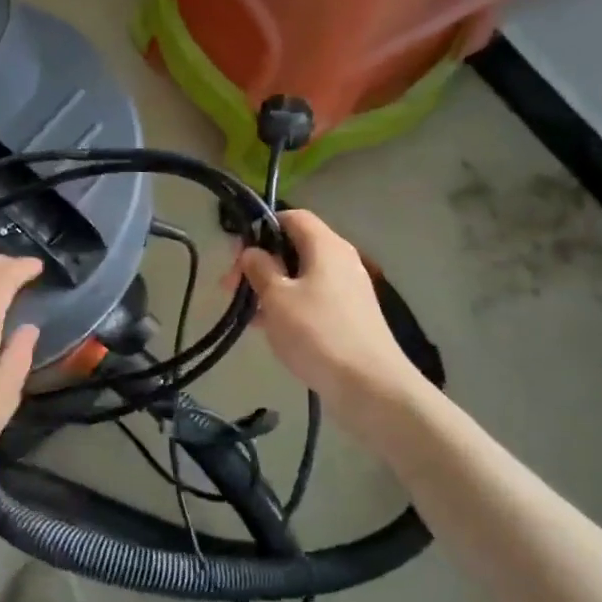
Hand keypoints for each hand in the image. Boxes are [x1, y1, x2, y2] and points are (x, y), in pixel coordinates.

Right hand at [232, 210, 424, 409]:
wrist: (368, 384)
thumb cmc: (316, 333)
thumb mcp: (277, 297)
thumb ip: (260, 268)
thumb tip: (252, 251)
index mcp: (326, 246)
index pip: (292, 217)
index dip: (262, 228)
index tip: (237, 255)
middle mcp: (341, 260)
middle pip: (295, 247)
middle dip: (261, 263)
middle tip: (233, 288)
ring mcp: (348, 289)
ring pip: (301, 276)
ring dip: (271, 288)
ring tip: (247, 314)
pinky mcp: (350, 315)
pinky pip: (312, 299)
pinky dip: (289, 306)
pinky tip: (269, 329)